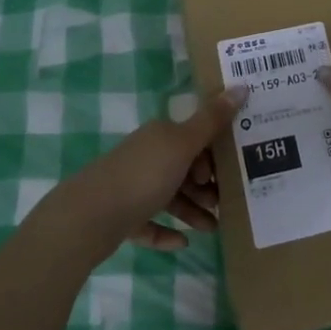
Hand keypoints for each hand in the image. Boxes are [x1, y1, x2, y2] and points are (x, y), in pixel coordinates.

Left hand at [44, 86, 247, 260]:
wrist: (88, 217)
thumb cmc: (142, 176)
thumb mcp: (183, 145)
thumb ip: (212, 120)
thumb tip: (242, 85)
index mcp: (160, 135)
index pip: (194, 138)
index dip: (213, 154)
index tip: (229, 174)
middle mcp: (146, 156)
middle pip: (184, 168)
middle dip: (206, 186)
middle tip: (225, 204)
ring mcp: (132, 187)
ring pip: (170, 197)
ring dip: (192, 211)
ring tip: (213, 229)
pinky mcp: (122, 217)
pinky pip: (149, 223)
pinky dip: (166, 232)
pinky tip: (182, 244)